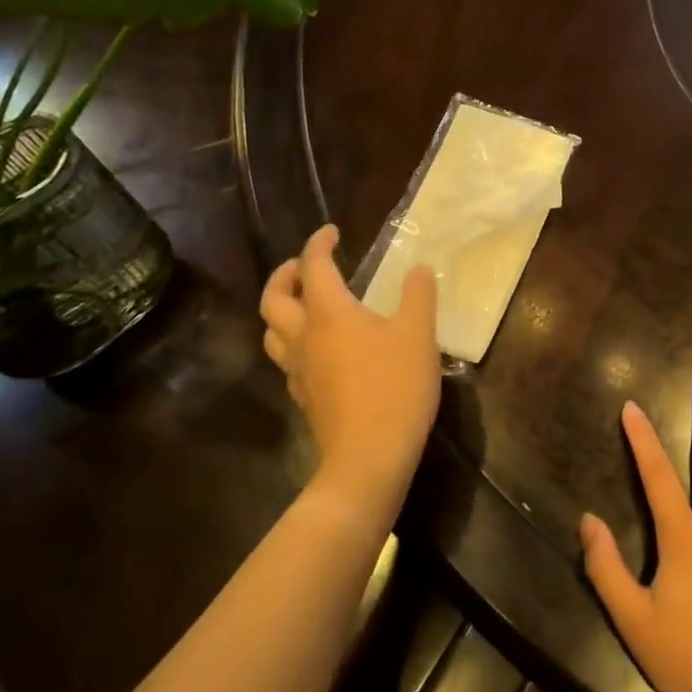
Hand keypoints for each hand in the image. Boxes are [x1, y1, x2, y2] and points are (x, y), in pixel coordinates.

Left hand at [259, 224, 440, 511]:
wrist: (368, 459)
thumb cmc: (394, 387)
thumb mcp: (418, 333)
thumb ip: (419, 295)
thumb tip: (419, 268)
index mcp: (329, 312)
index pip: (314, 266)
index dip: (318, 243)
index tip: (331, 232)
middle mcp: (304, 337)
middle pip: (273, 299)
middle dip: (285, 275)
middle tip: (304, 266)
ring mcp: (298, 371)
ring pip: (272, 332)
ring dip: (281, 310)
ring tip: (304, 304)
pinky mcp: (304, 398)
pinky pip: (286, 359)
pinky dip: (294, 342)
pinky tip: (318, 349)